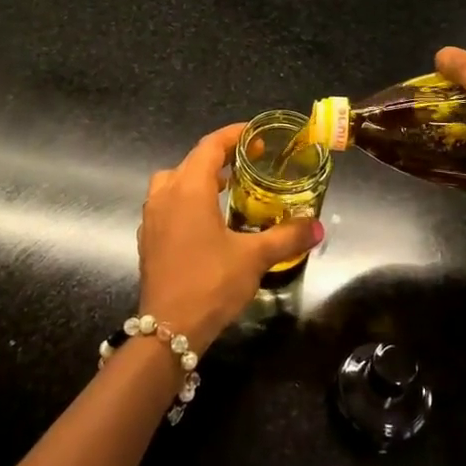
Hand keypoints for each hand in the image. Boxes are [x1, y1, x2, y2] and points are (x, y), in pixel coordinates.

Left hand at [135, 123, 321, 348]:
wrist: (169, 329)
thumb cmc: (211, 282)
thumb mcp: (255, 257)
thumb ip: (287, 237)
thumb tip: (318, 227)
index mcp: (189, 189)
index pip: (210, 146)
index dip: (233, 135)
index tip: (256, 135)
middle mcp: (165, 195)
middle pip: (191, 160)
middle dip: (219, 155)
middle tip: (248, 161)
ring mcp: (151, 217)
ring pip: (173, 181)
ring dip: (198, 177)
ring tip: (226, 188)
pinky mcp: (147, 238)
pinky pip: (166, 203)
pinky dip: (185, 199)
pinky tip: (206, 221)